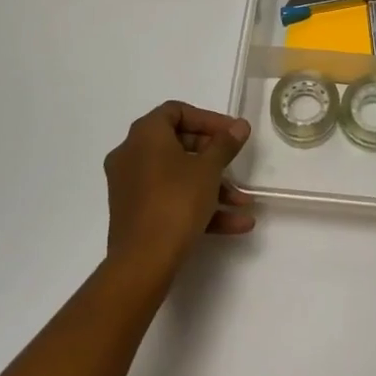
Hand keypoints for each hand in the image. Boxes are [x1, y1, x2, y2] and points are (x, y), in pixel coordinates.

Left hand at [103, 102, 254, 285]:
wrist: (142, 263)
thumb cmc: (176, 202)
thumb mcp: (208, 169)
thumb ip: (225, 144)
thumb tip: (239, 126)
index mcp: (145, 135)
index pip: (177, 111)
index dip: (208, 119)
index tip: (232, 133)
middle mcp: (131, 154)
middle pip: (178, 144)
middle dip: (214, 156)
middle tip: (236, 163)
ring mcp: (131, 186)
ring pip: (178, 176)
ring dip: (213, 187)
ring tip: (244, 204)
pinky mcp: (135, 214)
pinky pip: (170, 199)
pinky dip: (199, 207)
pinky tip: (235, 224)